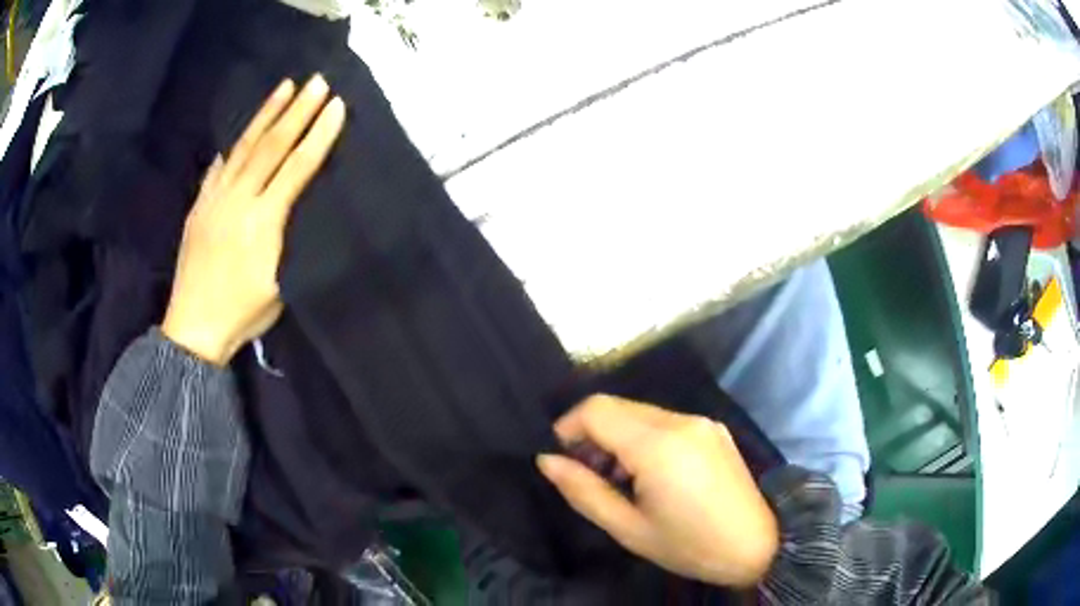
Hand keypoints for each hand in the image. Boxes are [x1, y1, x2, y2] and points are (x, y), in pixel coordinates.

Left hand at [162, 74, 345, 364]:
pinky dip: (232, 149)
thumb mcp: (279, 287)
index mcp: (262, 222)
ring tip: (284, 87)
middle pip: (271, 147)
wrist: (192, 330)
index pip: (296, 168)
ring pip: (243, 148)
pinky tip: (239, 137)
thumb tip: (296, 208)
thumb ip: (287, 241)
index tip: (337, 107)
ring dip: (265, 115)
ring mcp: (214, 201)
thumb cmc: (241, 314)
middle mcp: (238, 201)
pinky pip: (217, 169)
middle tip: (317, 81)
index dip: (319, 136)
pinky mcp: (198, 208)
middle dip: (297, 111)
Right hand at [537, 395, 778, 587]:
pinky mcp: (713, 428)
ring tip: (618, 479)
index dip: (568, 427)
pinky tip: (648, 473)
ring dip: (617, 436)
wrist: (757, 545)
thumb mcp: (628, 529)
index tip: (561, 459)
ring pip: (640, 412)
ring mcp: (701, 421)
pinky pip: (664, 421)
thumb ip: (583, 491)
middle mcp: (681, 421)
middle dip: (591, 433)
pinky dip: (643, 438)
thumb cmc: (689, 545)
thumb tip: (547, 460)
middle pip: (617, 406)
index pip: (597, 409)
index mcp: (659, 445)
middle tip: (587, 474)